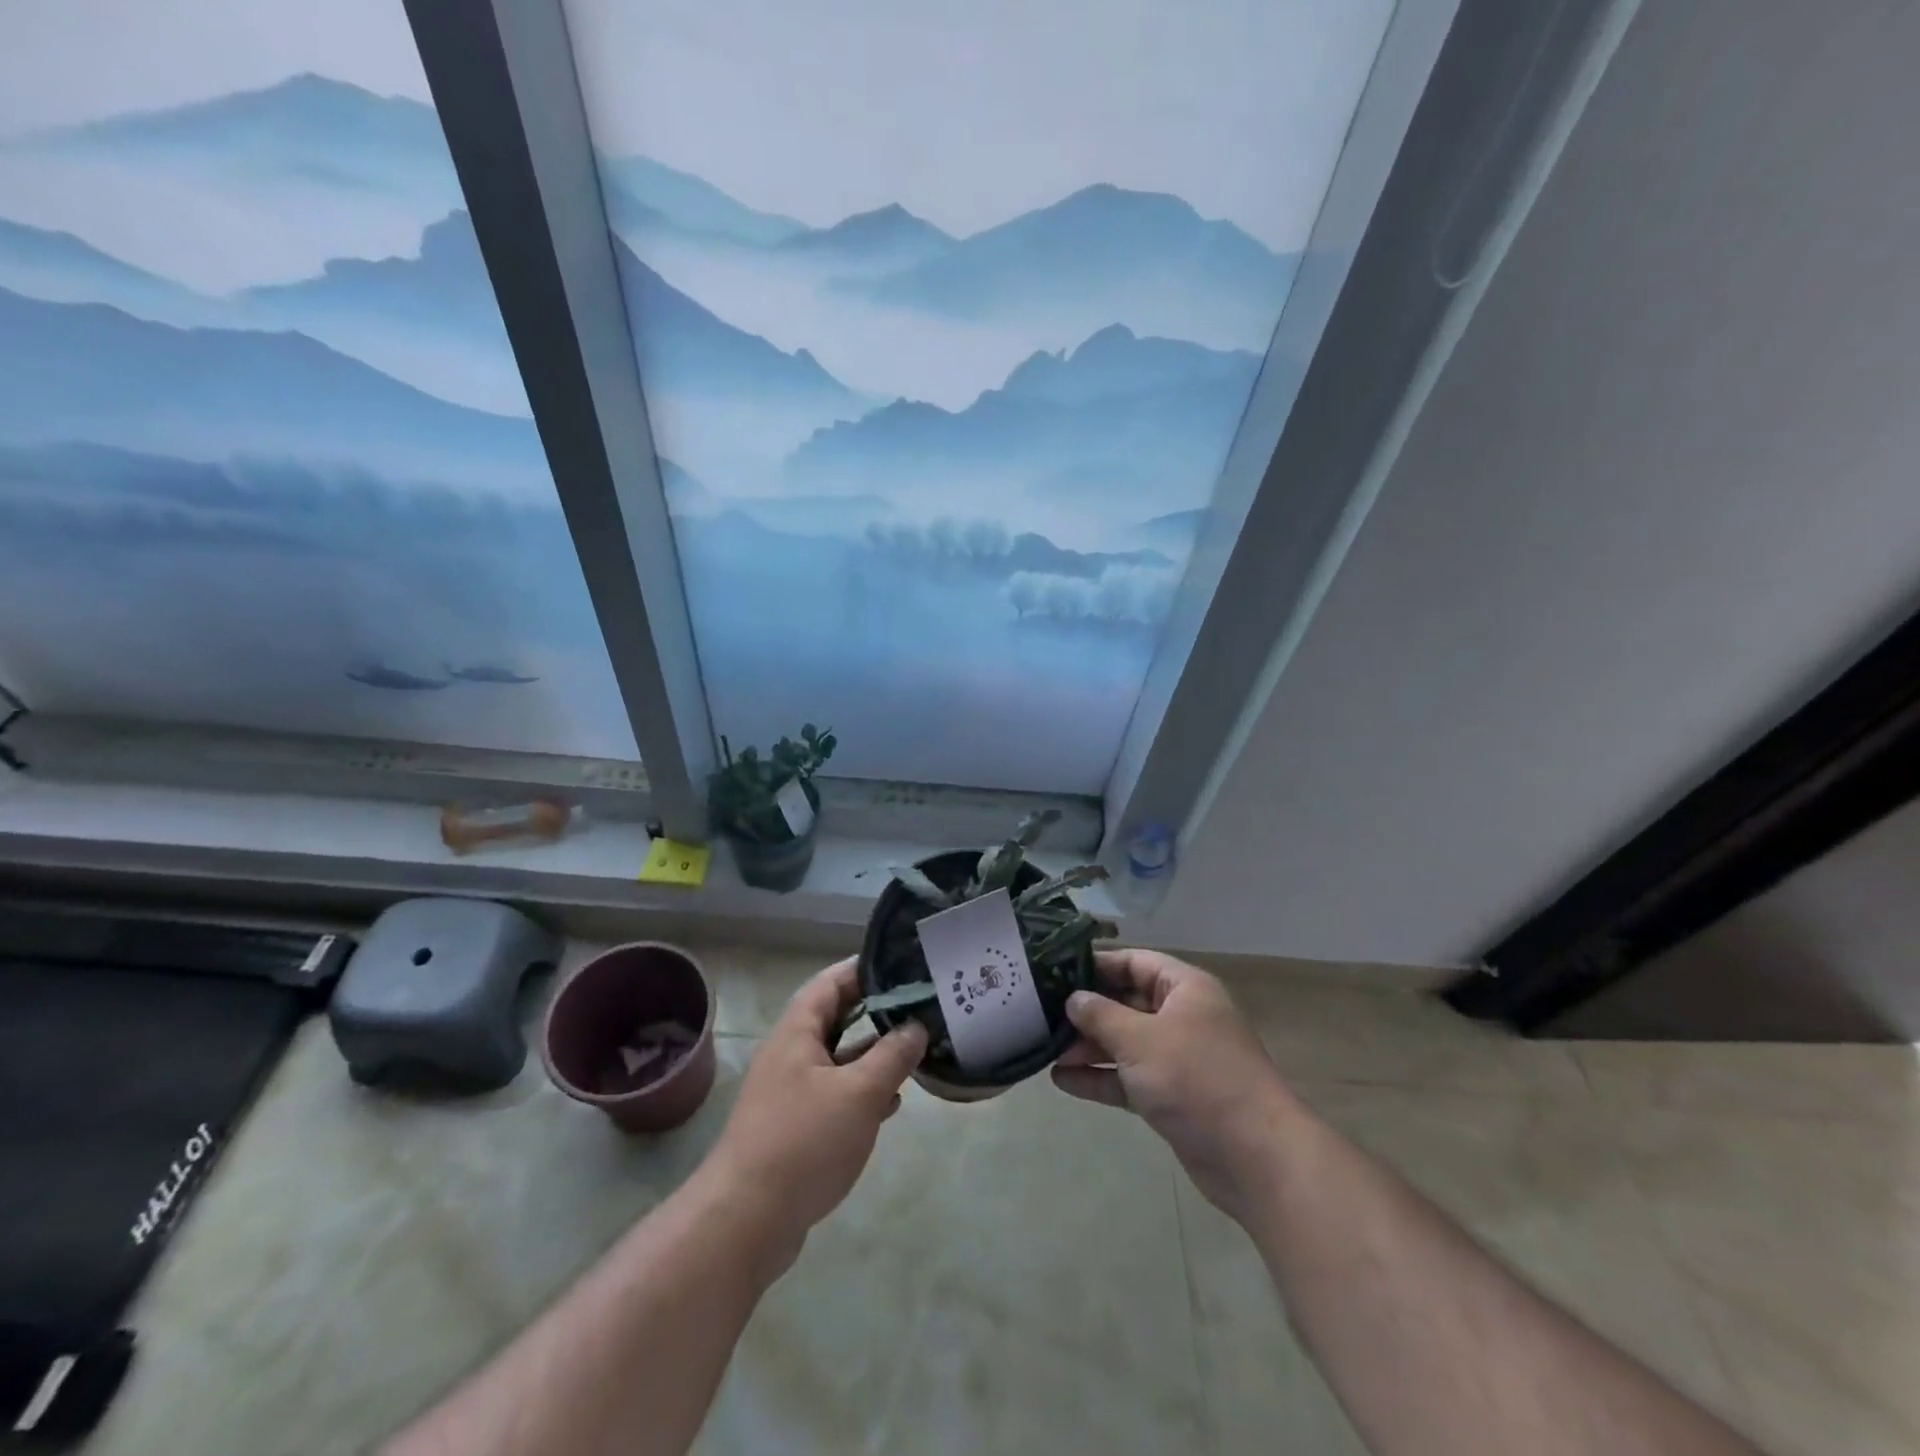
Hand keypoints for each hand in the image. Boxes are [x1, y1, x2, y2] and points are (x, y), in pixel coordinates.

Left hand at [705, 958, 926, 1253]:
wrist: (745, 1222)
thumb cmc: (803, 1142)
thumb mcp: (859, 1093)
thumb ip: (892, 1056)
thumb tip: (917, 1027)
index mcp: (798, 1032)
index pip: (832, 982)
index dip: (866, 970)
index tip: (904, 967)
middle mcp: (791, 1054)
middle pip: (836, 1018)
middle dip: (876, 1012)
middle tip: (920, 1008)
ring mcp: (791, 1092)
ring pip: (839, 1059)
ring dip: (874, 1054)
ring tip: (917, 1050)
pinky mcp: (795, 1127)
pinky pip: (835, 1094)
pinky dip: (863, 1091)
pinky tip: (893, 1102)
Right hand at [1053, 948, 1294, 1221]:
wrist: (1255, 1157)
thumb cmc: (1196, 1078)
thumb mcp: (1140, 1038)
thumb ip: (1100, 1014)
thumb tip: (1073, 999)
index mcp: (1185, 989)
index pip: (1134, 962)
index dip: (1096, 964)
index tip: (1055, 970)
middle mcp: (1183, 1017)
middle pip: (1127, 1003)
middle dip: (1087, 1011)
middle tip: (1042, 1014)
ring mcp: (1179, 1059)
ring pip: (1126, 1043)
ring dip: (1089, 1047)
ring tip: (1045, 1049)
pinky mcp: (1174, 1097)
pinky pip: (1130, 1078)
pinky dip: (1101, 1078)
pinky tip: (1062, 1080)